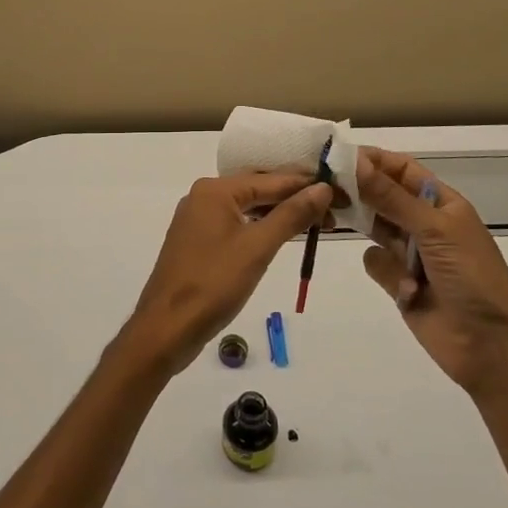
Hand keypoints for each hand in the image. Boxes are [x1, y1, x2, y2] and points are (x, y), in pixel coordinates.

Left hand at [117, 174, 332, 377]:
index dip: (308, 186)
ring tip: (317, 224)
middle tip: (335, 211)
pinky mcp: (197, 242)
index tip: (341, 192)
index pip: (272, 180)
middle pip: (259, 190)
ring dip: (280, 215)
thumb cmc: (213, 284)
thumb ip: (291, 215)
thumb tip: (322, 188)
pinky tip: (282, 237)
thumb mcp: (257, 248)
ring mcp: (197, 220)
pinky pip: (236, 224)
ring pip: (247, 208)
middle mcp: (203, 196)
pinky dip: (261, 228)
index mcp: (215, 190)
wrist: (166, 328)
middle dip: (296, 199)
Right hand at [355, 147, 507, 395]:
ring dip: (372, 235)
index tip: (337, 156)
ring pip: (373, 229)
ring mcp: (410, 253)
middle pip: (382, 196)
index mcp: (441, 202)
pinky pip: (374, 262)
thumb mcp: (433, 229)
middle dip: (359, 193)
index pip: (400, 169)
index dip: (372, 160)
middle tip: (327, 189)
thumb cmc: (471, 276)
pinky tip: (406, 291)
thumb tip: (355, 161)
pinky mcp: (398, 282)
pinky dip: (386, 273)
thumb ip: (390, 197)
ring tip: (368, 238)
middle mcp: (423, 222)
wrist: (491, 345)